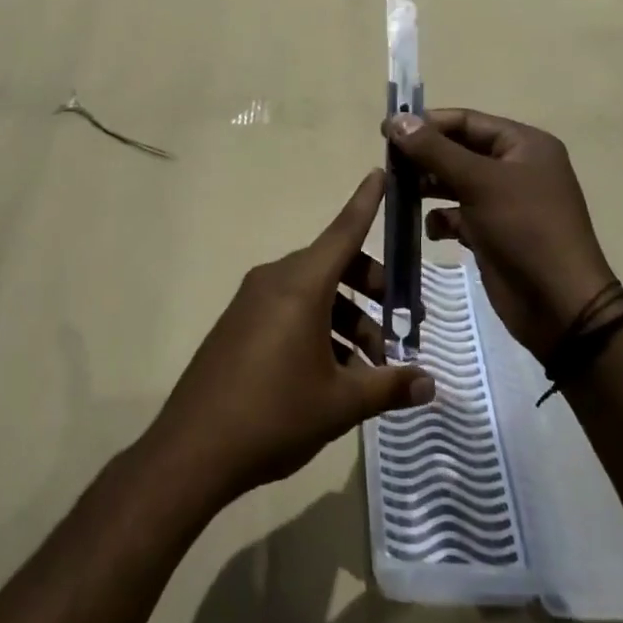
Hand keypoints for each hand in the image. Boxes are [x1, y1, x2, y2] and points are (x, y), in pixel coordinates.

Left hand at [146, 170, 435, 504]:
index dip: (366, 203)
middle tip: (401, 327)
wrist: (192, 449)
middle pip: (334, 267)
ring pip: (313, 293)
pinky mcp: (239, 324)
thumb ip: (388, 387)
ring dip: (347, 318)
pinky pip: (289, 310)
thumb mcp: (340, 403)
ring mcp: (252, 302)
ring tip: (371, 367)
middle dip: (372, 290)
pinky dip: (318, 327)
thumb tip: (430, 385)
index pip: (343, 232)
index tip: (381, 172)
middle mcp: (274, 281)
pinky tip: (334, 373)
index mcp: (300, 285)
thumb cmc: (274, 415)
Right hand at [382, 109, 622, 362]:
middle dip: (424, 157)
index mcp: (524, 145)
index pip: (467, 121)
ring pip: (455, 183)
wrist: (559, 305)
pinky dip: (441, 219)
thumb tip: (396, 119)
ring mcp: (504, 202)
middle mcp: (515, 167)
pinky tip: (432, 230)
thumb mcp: (479, 182)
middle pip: (458, 150)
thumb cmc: (524, 229)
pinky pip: (458, 215)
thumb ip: (434, 150)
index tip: (386, 132)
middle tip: (388, 165)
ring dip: (427, 187)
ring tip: (398, 194)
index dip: (426, 123)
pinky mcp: (493, 233)